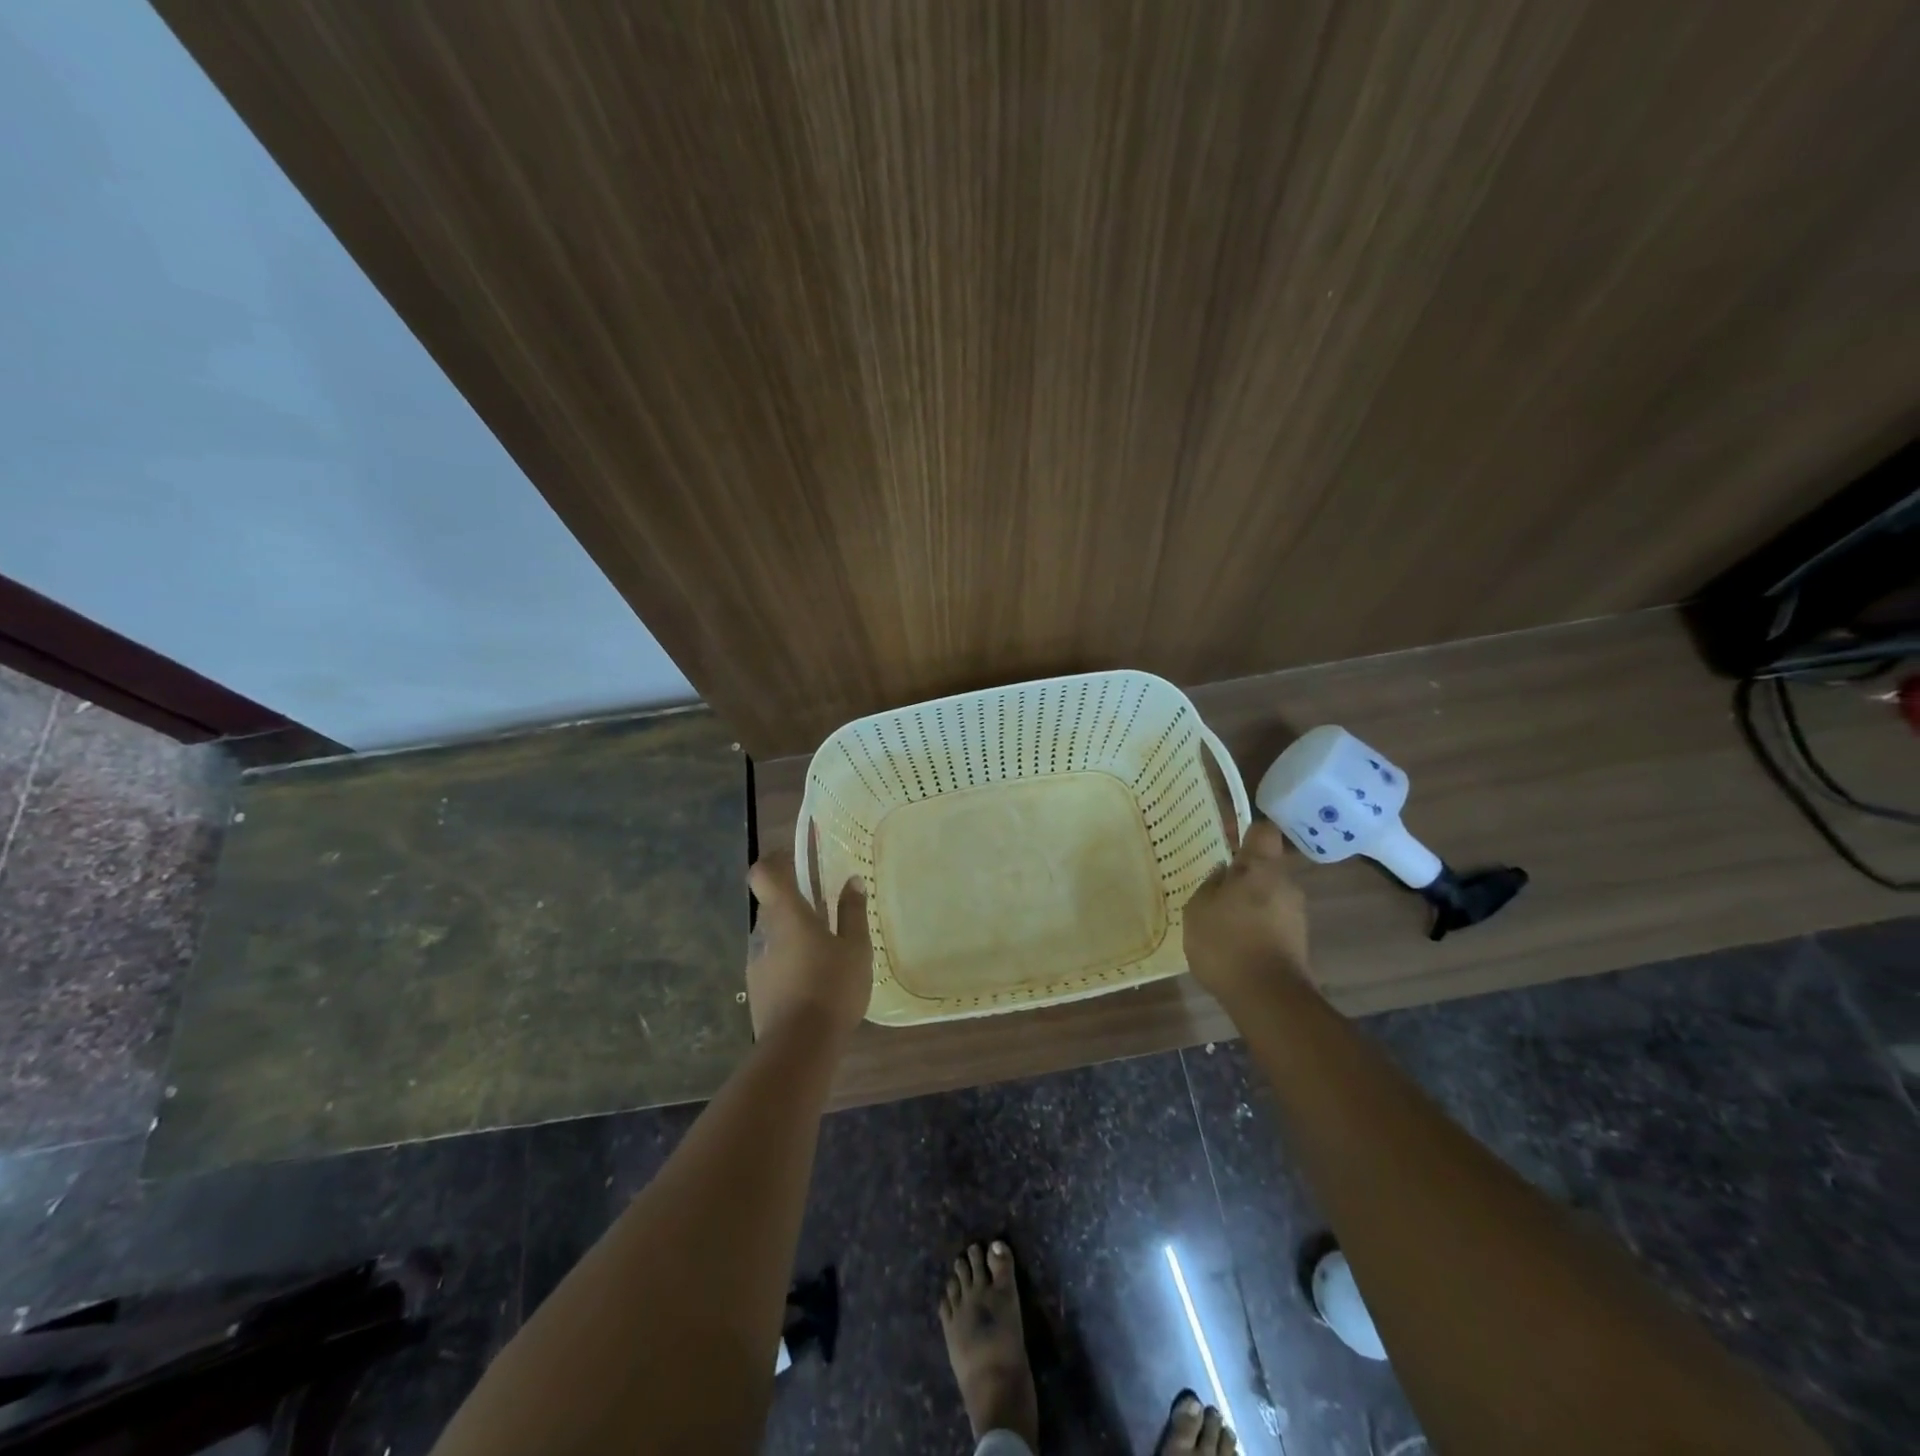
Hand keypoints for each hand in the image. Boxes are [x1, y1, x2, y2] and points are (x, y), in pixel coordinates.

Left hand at [745, 850, 872, 1042]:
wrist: (799, 1048)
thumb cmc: (831, 986)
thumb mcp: (855, 948)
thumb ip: (852, 912)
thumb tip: (852, 881)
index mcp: (785, 914)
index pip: (763, 873)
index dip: (775, 861)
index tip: (796, 860)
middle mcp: (763, 933)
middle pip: (771, 904)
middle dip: (794, 901)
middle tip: (825, 906)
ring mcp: (756, 963)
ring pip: (772, 935)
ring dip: (793, 933)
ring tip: (825, 948)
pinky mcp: (758, 990)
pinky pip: (773, 961)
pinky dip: (790, 960)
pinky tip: (814, 978)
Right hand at [1181, 821, 1310, 1009]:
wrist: (1269, 999)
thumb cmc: (1227, 943)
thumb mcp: (1199, 908)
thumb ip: (1210, 885)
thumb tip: (1222, 875)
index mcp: (1262, 868)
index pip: (1262, 831)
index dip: (1244, 831)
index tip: (1225, 839)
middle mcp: (1286, 885)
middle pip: (1265, 866)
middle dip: (1242, 873)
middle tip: (1213, 885)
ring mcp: (1296, 915)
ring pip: (1268, 894)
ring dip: (1247, 901)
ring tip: (1219, 918)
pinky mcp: (1297, 942)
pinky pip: (1271, 920)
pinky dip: (1254, 924)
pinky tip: (1233, 941)